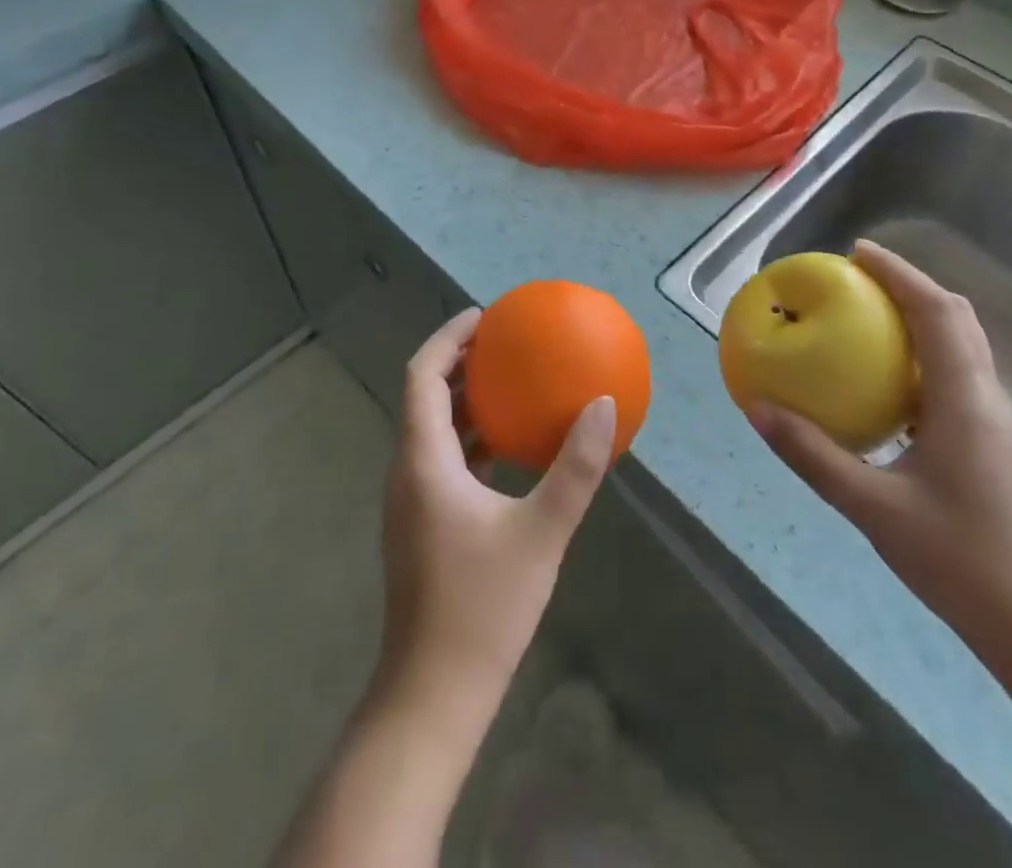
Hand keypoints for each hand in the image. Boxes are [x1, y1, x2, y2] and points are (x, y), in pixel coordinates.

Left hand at [376, 308, 616, 718]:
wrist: (432, 695)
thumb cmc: (482, 609)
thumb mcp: (540, 533)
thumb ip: (575, 469)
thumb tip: (604, 406)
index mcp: (423, 459)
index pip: (422, 374)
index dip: (448, 337)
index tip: (484, 316)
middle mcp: (407, 470)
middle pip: (424, 394)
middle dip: (459, 361)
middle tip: (504, 342)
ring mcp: (411, 499)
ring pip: (432, 428)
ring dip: (464, 399)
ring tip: (509, 382)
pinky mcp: (422, 523)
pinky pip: (442, 458)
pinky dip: (470, 437)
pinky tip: (508, 448)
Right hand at [746, 241, 1011, 665]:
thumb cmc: (958, 562)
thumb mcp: (871, 508)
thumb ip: (811, 455)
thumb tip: (755, 408)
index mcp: (965, 402)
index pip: (937, 313)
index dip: (900, 273)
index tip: (857, 252)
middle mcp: (989, 400)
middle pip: (957, 319)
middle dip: (910, 286)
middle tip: (858, 277)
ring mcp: (1000, 423)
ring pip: (963, 346)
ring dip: (921, 318)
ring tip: (868, 317)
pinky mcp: (997, 445)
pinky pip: (958, 376)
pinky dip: (924, 355)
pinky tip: (889, 382)